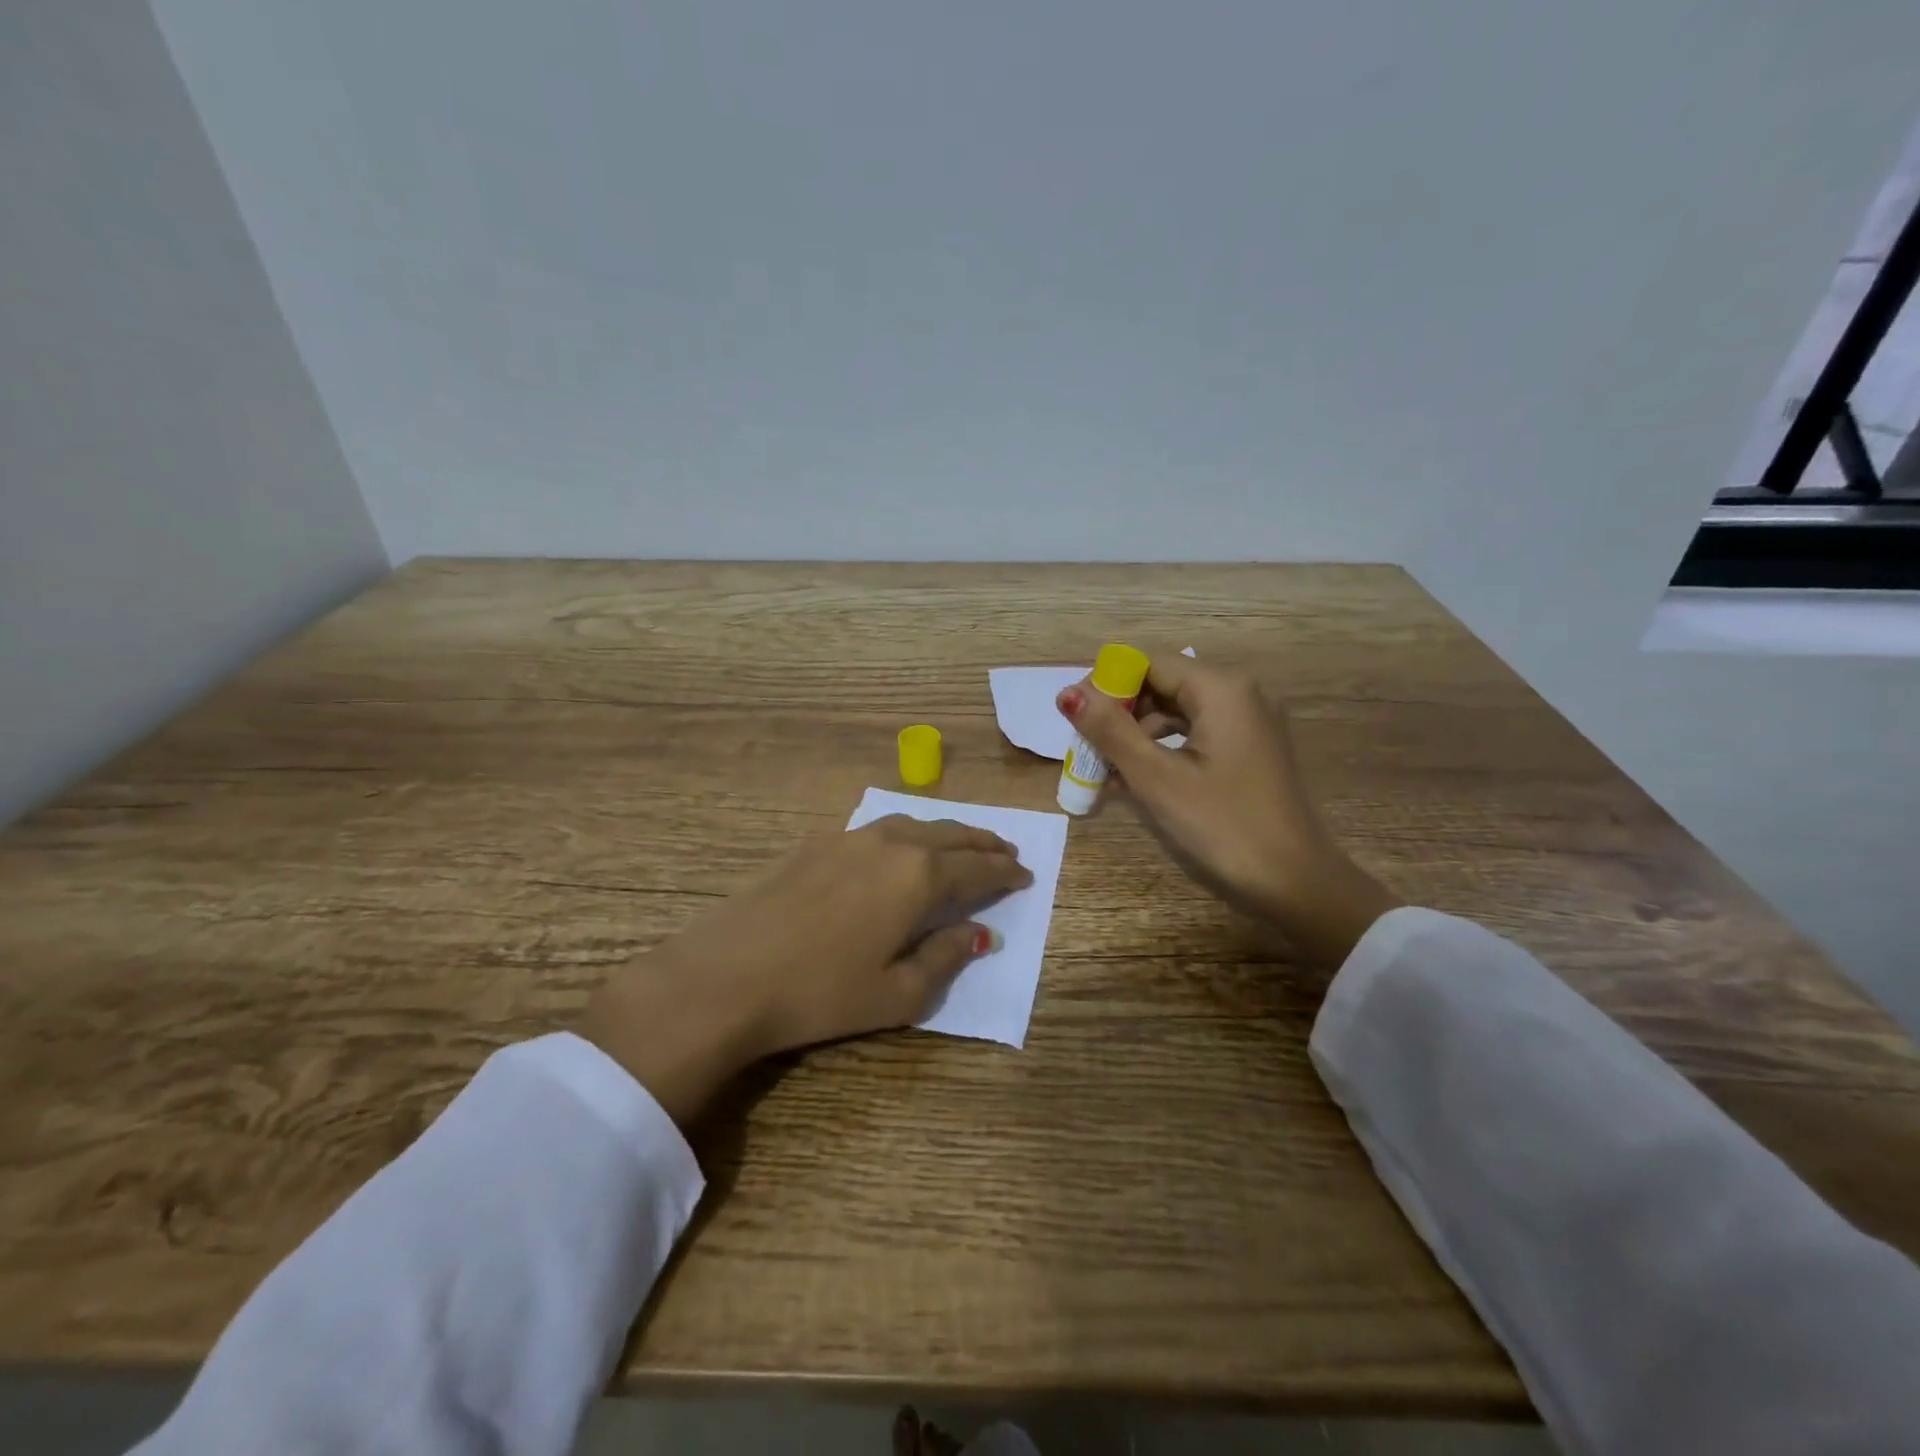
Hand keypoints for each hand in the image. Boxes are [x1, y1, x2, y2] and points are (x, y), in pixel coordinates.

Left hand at [579, 816, 1030, 1124]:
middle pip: (951, 836)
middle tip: (1007, 851)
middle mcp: (892, 844)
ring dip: (949, 833)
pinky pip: (881, 827)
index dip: (1005, 874)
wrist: (727, 975)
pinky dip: (910, 833)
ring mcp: (852, 837)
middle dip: (984, 844)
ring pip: (916, 824)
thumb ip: (945, 957)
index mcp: (919, 877)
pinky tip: (905, 845)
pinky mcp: (819, 843)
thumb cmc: (820, 993)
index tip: (1025, 876)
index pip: (977, 870)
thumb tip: (979, 933)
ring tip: (965, 844)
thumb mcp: (897, 993)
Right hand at [1058, 655, 1400, 964]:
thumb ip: (1110, 730)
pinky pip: (1195, 732)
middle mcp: (1240, 692)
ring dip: (1137, 732)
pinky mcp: (1249, 747)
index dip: (1107, 684)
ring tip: (1103, 766)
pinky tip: (1133, 776)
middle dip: (1120, 710)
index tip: (1075, 717)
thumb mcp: (1157, 777)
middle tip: (1084, 745)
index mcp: (1221, 688)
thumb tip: (1067, 693)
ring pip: (1177, 708)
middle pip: (1163, 682)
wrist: (1294, 881)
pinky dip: (1163, 747)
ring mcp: (1249, 720)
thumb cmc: (1222, 825)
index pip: (1148, 662)